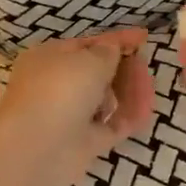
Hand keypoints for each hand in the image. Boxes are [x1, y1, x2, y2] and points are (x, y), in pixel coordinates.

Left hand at [0, 27, 154, 185]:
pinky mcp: (84, 143)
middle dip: (123, 68)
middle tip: (145, 65)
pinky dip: (129, 116)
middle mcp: (57, 86)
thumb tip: (113, 49)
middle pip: (97, 73)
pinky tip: (147, 108)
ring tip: (148, 86)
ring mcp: (70, 116)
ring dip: (128, 92)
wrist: (37, 148)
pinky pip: (113, 125)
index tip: (144, 37)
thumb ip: (108, 51)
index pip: (87, 45)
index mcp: (49, 59)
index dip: (116, 41)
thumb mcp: (89, 59)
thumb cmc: (60, 90)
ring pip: (106, 100)